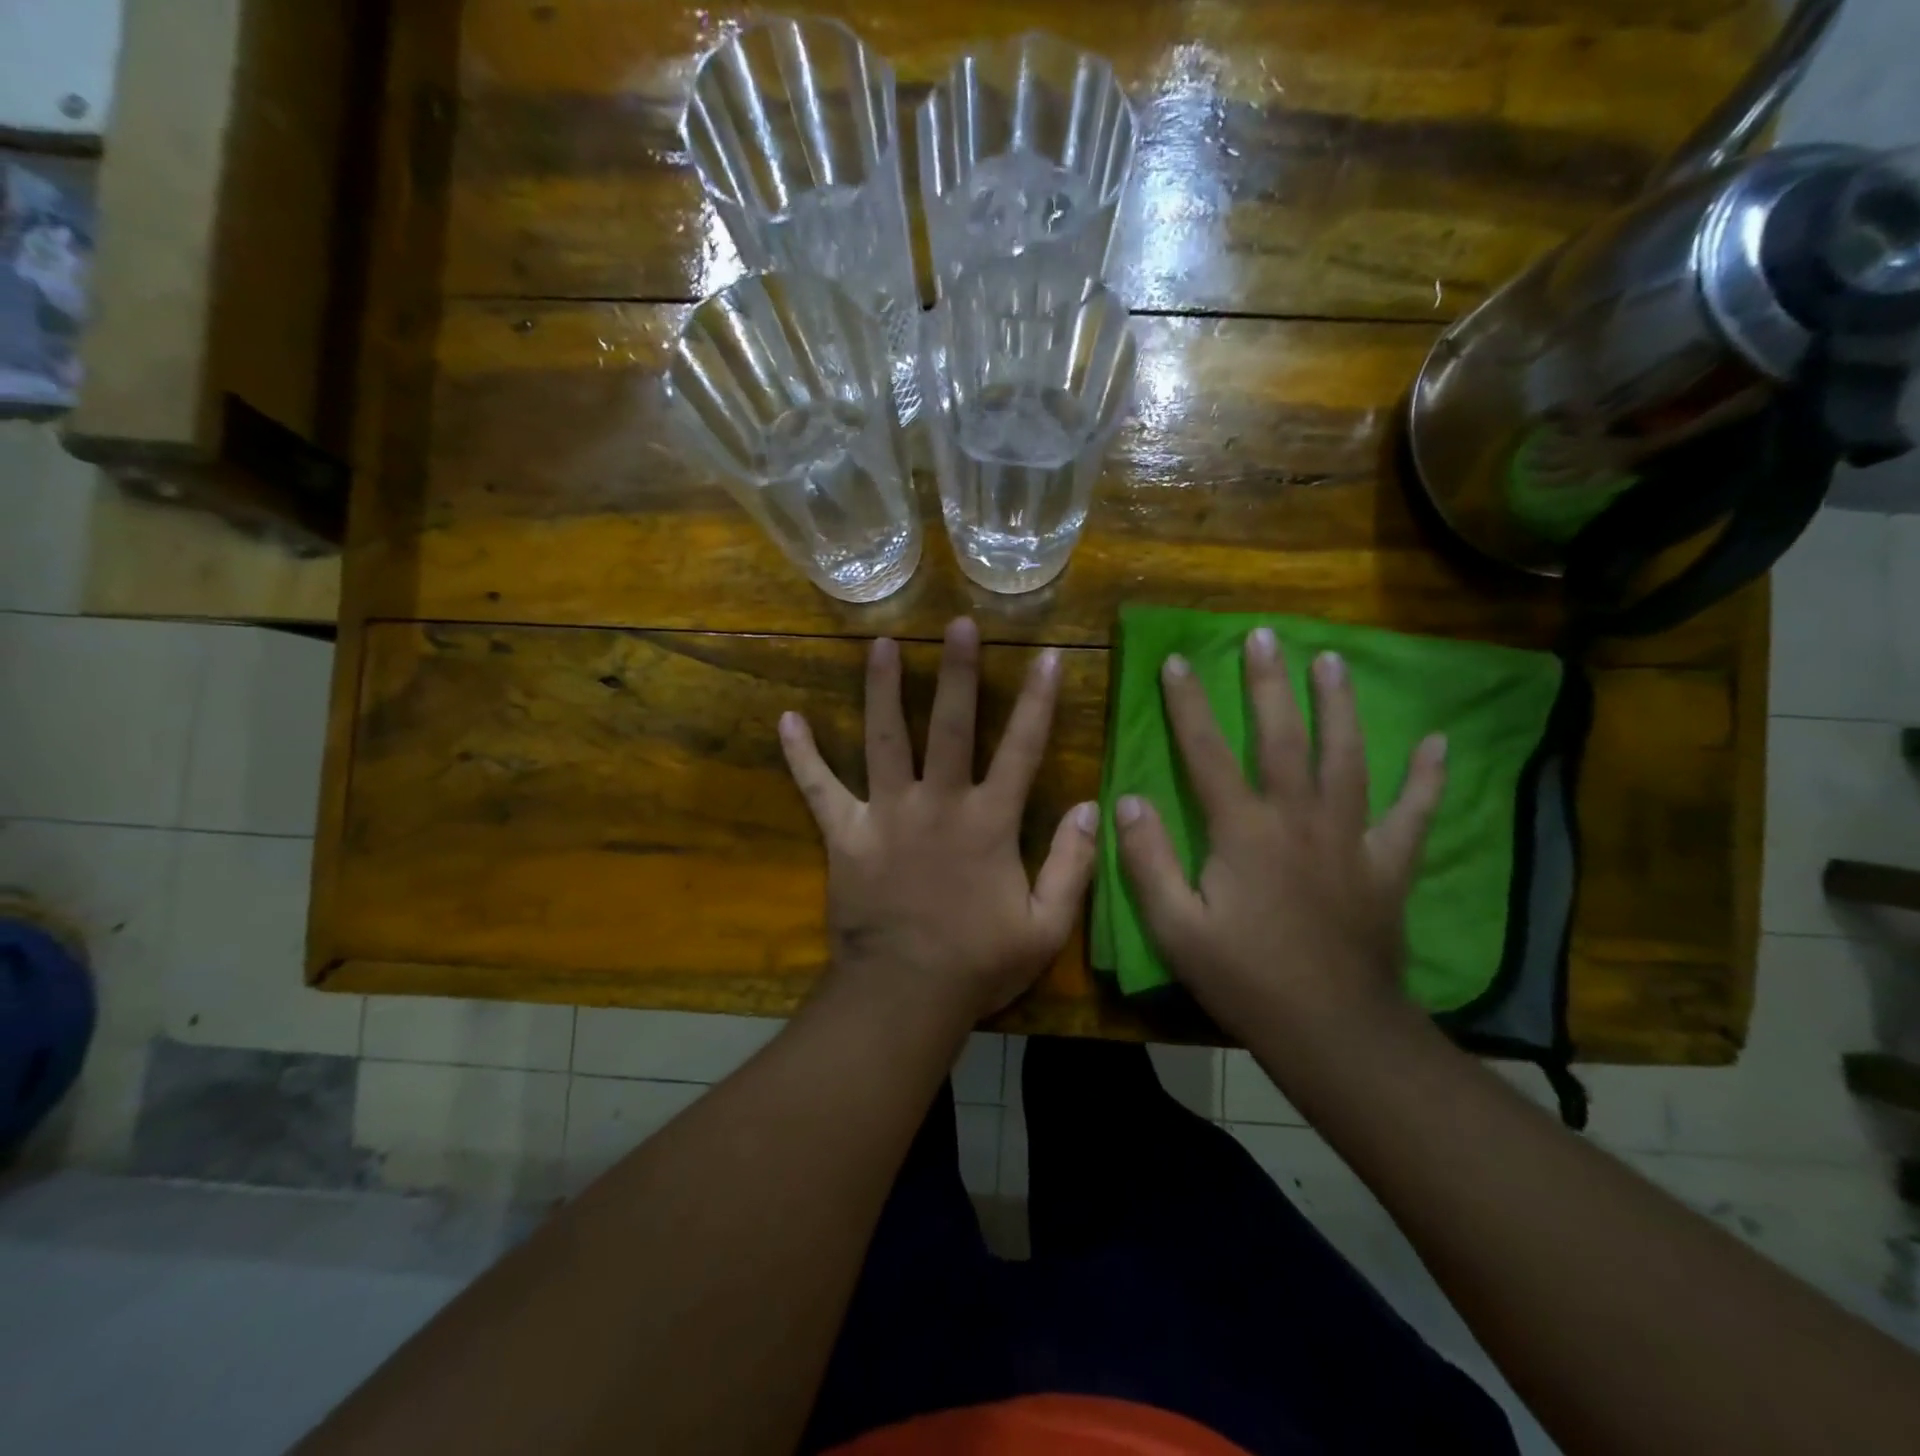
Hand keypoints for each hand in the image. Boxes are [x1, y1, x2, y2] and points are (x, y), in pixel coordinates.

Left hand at [778, 618, 1098, 1022]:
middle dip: (958, 673)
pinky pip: (819, 789)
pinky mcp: (846, 835)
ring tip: (881, 645)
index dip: (1039, 701)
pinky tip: (787, 720)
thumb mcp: (1046, 926)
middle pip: (950, 726)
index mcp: (988, 822)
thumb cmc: (978, 963)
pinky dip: (802, 757)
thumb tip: (1091, 808)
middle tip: (958, 625)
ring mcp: (887, 815)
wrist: (905, 995)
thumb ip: (1072, 865)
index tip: (1048, 655)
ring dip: (883, 689)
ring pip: (884, 739)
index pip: (1022, 749)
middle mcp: (938, 804)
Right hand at [1114, 628, 1446, 1042]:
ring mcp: (1350, 838)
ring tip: (1333, 661)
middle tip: (1266, 635)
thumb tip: (1130, 799)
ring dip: (1339, 706)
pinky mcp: (1387, 865)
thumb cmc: (1244, 979)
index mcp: (1244, 832)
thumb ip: (1148, 861)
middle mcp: (1299, 819)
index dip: (1189, 705)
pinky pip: (1413, 814)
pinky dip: (1426, 778)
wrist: (1332, 1030)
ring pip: (1348, 757)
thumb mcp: (1175, 928)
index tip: (1177, 661)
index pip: (1208, 752)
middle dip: (1270, 683)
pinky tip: (1437, 744)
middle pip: (1284, 737)